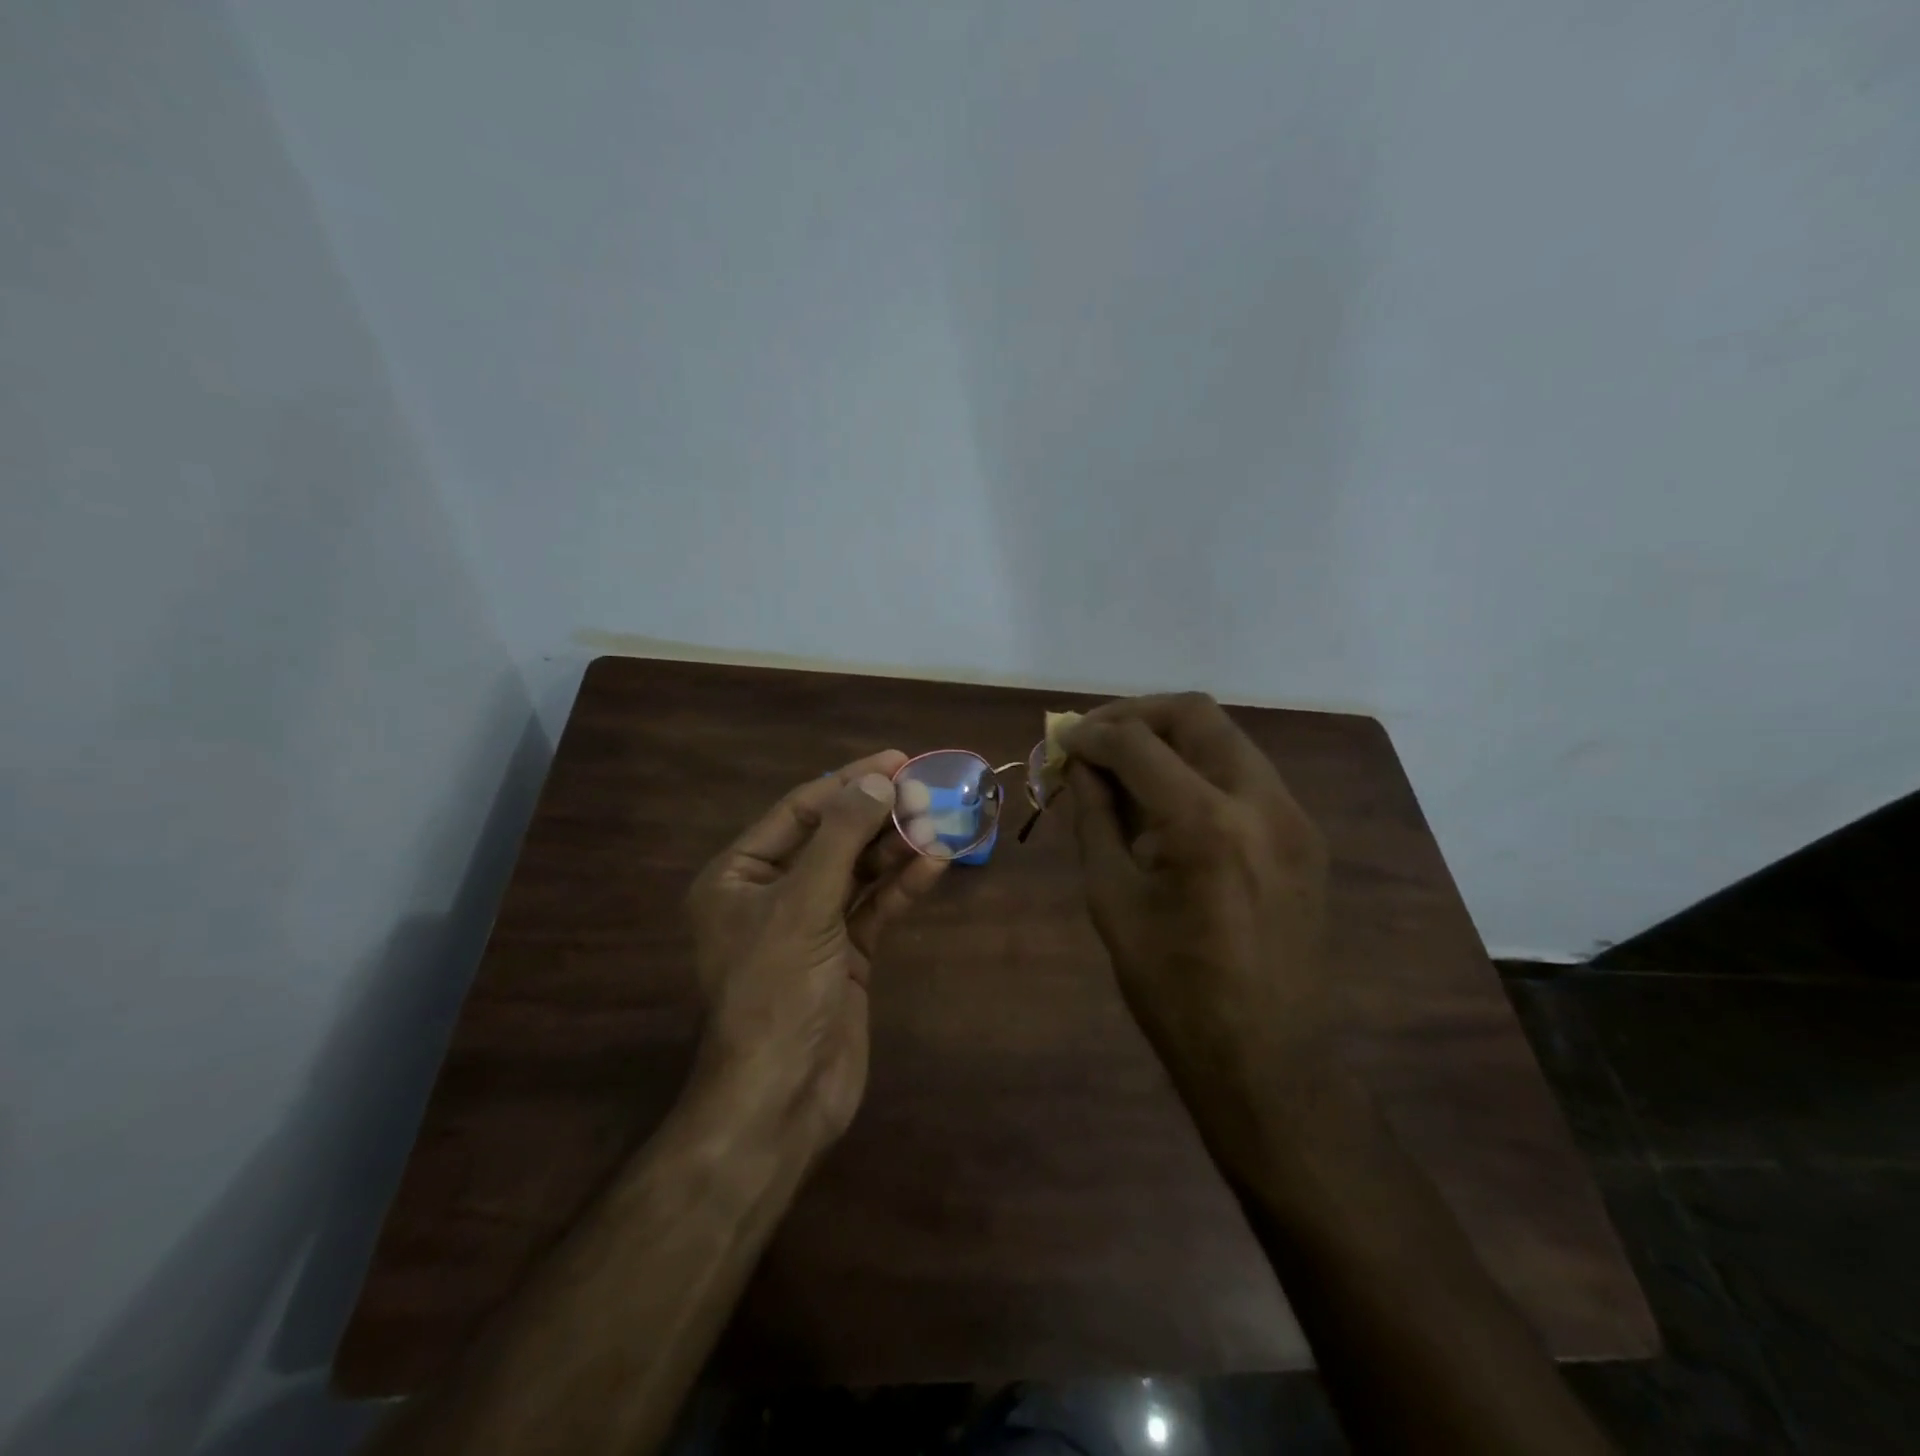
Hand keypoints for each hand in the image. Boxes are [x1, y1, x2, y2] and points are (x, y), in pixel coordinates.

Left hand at [685, 751, 946, 1155]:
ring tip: (941, 818)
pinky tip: (937, 861)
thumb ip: (840, 838)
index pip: (799, 811)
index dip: (848, 782)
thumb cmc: (777, 992)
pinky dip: (903, 885)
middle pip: (833, 837)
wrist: (784, 1098)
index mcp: (738, 876)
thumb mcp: (803, 906)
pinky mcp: (845, 954)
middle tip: (927, 787)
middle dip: (879, 813)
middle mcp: (772, 894)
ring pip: (859, 871)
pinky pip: (875, 907)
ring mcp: (811, 925)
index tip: (895, 760)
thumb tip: (876, 780)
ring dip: (897, 846)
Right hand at [1063, 694, 1336, 1140]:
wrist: (1265, 1057)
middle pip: (1196, 714)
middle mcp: (1261, 802)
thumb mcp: (1112, 900)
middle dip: (1136, 715)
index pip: (1137, 744)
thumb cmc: (1172, 989)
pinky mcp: (1304, 834)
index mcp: (1206, 825)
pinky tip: (1168, 799)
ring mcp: (1293, 816)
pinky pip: (1245, 772)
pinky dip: (1200, 767)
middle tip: (1094, 738)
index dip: (1091, 734)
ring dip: (1169, 738)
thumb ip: (1094, 818)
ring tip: (1125, 765)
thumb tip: (1078, 767)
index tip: (1060, 740)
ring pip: (1225, 737)